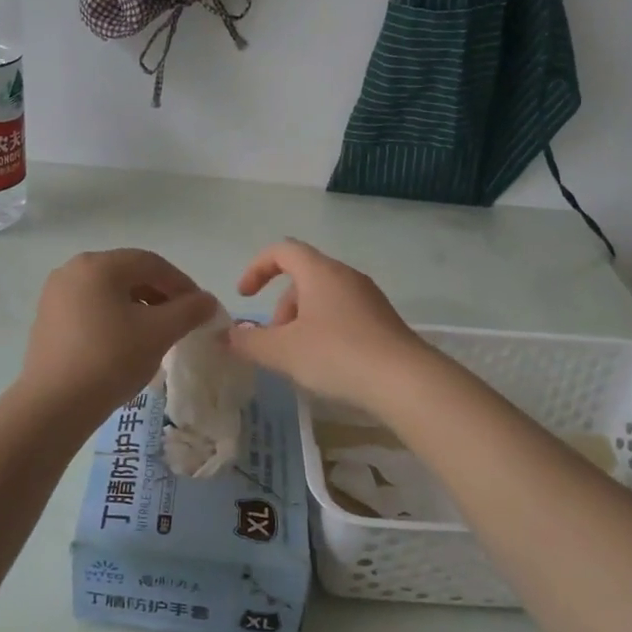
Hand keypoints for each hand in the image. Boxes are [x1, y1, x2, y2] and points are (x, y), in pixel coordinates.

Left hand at [19, 250, 218, 419]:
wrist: (54, 405)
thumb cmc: (110, 359)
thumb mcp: (159, 333)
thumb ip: (189, 311)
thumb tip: (207, 301)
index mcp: (98, 265)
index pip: (151, 263)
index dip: (182, 284)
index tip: (201, 309)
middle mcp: (73, 270)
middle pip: (128, 274)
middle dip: (160, 295)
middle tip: (181, 321)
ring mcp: (55, 295)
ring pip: (109, 292)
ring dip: (139, 307)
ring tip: (156, 334)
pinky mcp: (48, 319)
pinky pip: (91, 308)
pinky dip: (115, 318)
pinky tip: (126, 343)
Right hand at [227, 240, 429, 411]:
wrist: (404, 380)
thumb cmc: (337, 355)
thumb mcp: (283, 351)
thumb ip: (249, 341)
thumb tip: (227, 335)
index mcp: (320, 272)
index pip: (282, 250)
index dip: (257, 268)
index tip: (245, 296)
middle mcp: (346, 276)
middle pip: (303, 277)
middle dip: (281, 307)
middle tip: (274, 341)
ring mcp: (368, 298)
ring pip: (323, 298)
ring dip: (302, 321)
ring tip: (298, 358)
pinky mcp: (383, 321)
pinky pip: (344, 314)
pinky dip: (325, 330)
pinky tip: (326, 364)